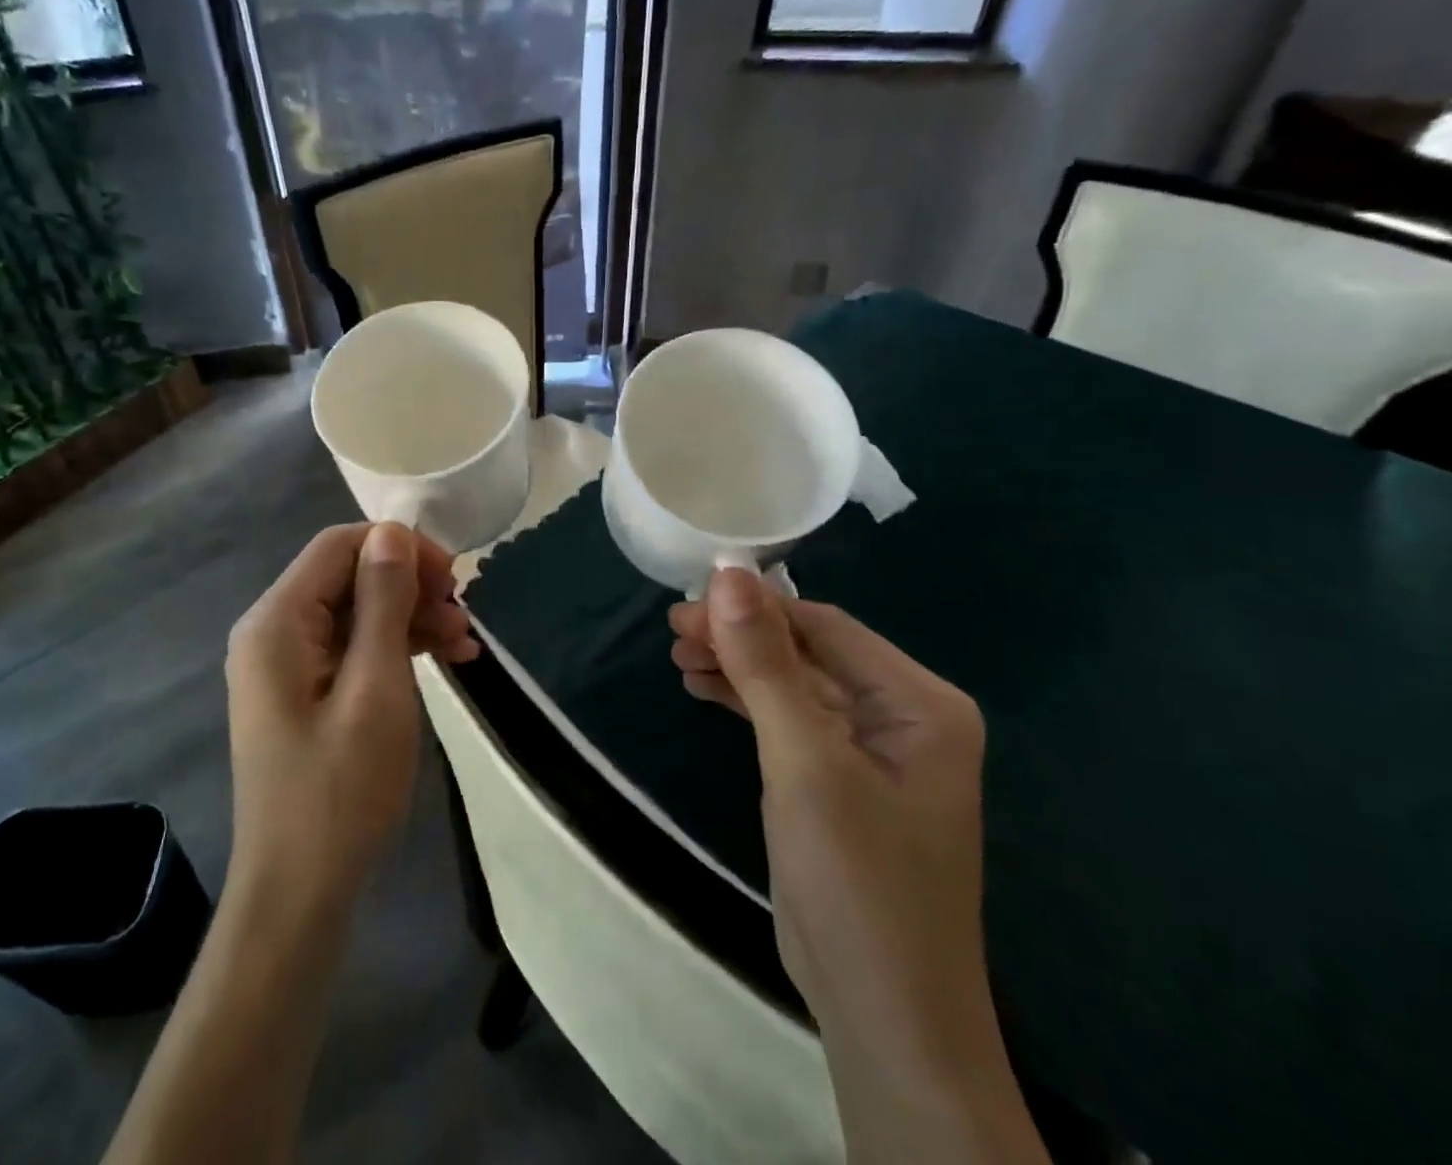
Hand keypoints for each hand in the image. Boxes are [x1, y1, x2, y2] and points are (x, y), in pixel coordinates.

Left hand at [224, 523, 478, 921]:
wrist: (300, 894)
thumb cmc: (340, 792)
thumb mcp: (376, 688)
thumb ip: (384, 602)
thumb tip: (393, 531)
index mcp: (277, 622)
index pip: (340, 546)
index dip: (400, 548)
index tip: (452, 578)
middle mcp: (273, 631)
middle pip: (349, 576)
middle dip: (411, 587)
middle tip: (464, 615)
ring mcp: (287, 664)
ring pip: (358, 611)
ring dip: (412, 618)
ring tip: (465, 643)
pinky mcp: (304, 692)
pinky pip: (354, 648)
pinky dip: (398, 648)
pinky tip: (446, 660)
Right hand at [670, 571, 990, 1082]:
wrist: (883, 1019)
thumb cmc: (856, 882)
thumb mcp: (804, 763)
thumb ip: (765, 665)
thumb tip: (726, 574)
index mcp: (920, 703)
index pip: (825, 627)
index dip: (753, 610)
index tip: (684, 608)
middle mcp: (905, 716)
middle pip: (809, 652)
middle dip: (741, 639)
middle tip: (674, 635)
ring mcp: (874, 751)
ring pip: (794, 684)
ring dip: (738, 668)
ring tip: (680, 659)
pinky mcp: (842, 781)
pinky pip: (791, 719)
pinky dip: (747, 702)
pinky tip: (704, 689)